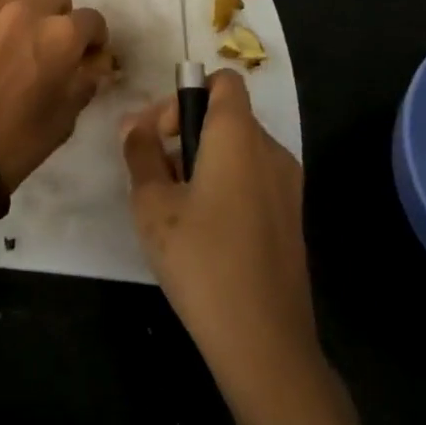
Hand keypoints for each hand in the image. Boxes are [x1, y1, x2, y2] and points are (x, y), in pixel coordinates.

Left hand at [0, 0, 107, 189]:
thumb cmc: (17, 140)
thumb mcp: (65, 118)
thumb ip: (84, 82)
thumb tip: (93, 67)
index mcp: (62, 35)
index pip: (92, 20)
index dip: (94, 39)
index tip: (87, 55)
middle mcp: (30, 11)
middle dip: (62, 18)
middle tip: (53, 47)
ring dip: (30, 13)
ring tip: (20, 42)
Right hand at [121, 70, 362, 424]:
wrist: (265, 344)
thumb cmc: (202, 260)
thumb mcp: (152, 203)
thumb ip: (140, 153)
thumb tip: (135, 125)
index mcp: (239, 136)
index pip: (222, 81)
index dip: (184, 94)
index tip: (159, 132)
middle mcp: (271, 150)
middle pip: (226, 115)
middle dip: (183, 131)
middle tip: (151, 170)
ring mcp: (287, 186)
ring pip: (237, 149)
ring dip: (201, 159)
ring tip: (170, 203)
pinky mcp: (291, 218)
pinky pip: (252, 178)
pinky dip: (224, 183)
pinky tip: (200, 228)